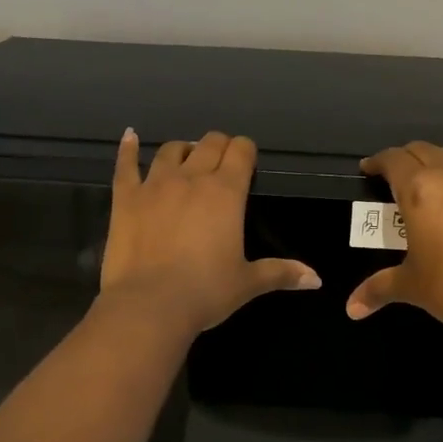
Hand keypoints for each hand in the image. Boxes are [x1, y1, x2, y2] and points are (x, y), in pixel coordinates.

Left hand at [101, 129, 320, 336]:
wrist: (149, 305)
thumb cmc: (205, 292)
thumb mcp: (247, 283)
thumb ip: (281, 273)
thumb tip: (316, 278)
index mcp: (226, 192)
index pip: (241, 151)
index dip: (246, 151)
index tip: (247, 162)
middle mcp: (192, 178)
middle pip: (209, 143)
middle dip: (219, 147)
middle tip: (221, 163)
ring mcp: (155, 184)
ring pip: (172, 150)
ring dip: (184, 149)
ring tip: (187, 158)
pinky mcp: (126, 198)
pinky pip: (126, 164)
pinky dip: (128, 148)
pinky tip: (130, 136)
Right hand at [346, 131, 442, 341]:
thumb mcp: (411, 286)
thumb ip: (378, 289)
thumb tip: (350, 310)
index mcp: (418, 190)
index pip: (393, 161)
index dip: (377, 162)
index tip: (368, 169)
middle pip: (421, 150)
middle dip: (404, 159)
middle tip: (394, 176)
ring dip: (436, 156)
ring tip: (428, 167)